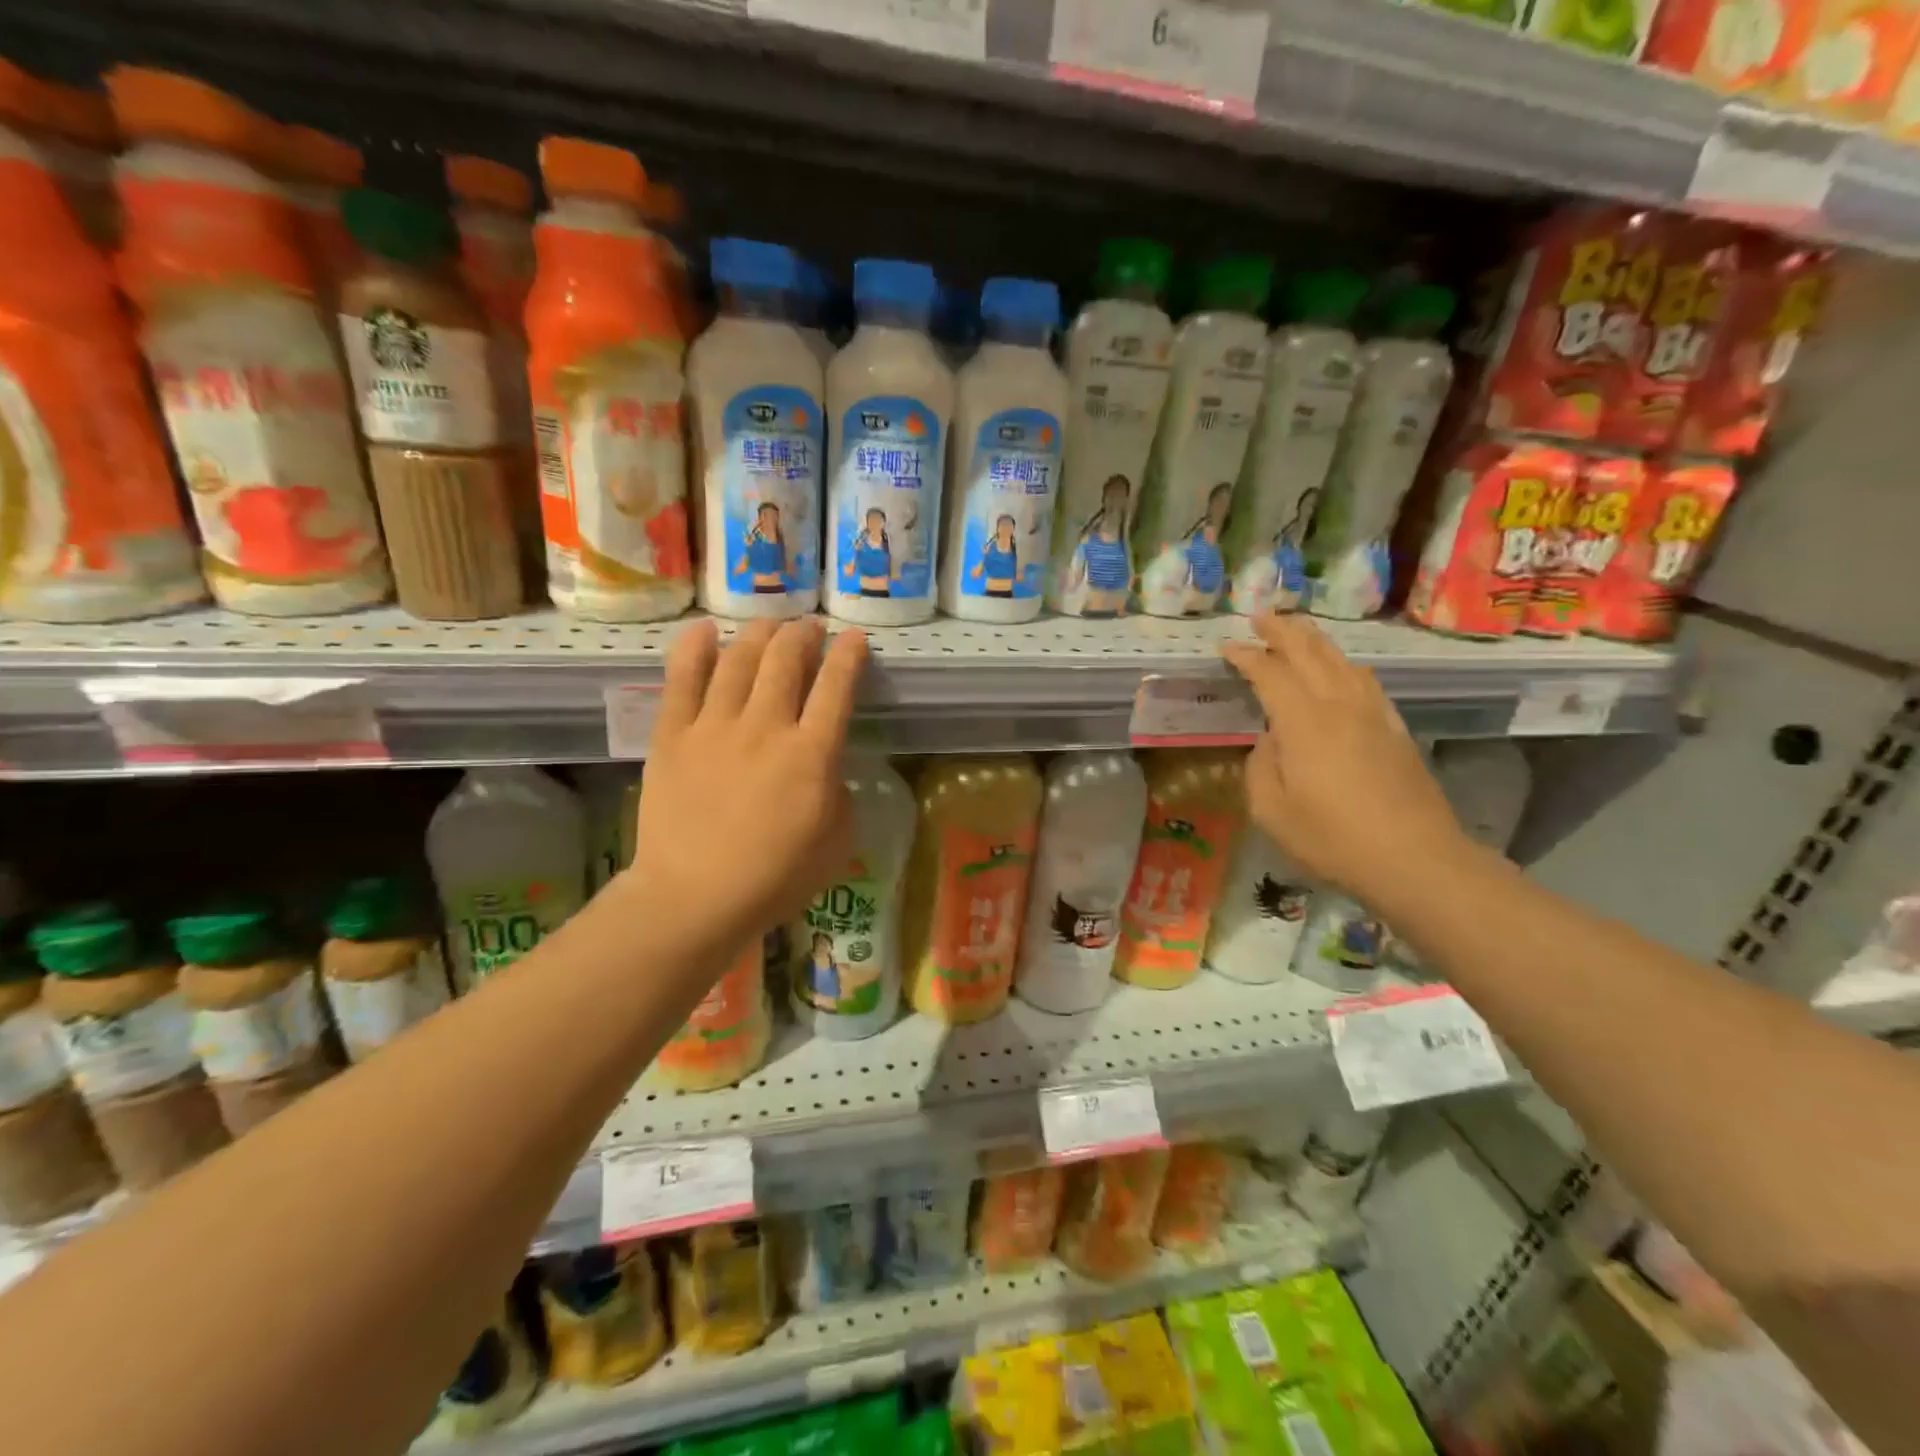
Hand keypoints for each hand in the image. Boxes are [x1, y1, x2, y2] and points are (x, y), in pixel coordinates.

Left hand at [627, 618, 867, 953]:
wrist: (694, 898)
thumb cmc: (775, 878)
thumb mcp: (837, 841)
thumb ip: (839, 792)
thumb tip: (826, 764)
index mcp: (812, 755)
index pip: (837, 687)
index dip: (849, 655)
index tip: (855, 639)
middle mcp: (766, 727)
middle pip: (787, 659)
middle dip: (803, 635)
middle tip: (810, 629)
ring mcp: (715, 727)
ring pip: (739, 659)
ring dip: (760, 633)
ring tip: (771, 625)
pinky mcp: (673, 735)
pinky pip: (682, 679)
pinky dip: (694, 648)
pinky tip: (706, 630)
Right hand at [1222, 615, 1469, 903]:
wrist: (1415, 858)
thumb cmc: (1332, 838)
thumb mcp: (1272, 810)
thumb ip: (1260, 766)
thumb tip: (1270, 739)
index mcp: (1303, 722)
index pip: (1270, 673)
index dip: (1246, 656)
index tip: (1226, 647)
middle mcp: (1339, 705)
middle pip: (1309, 653)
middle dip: (1282, 631)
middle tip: (1261, 617)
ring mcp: (1372, 714)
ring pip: (1341, 660)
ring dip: (1315, 640)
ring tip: (1297, 631)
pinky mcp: (1394, 728)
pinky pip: (1365, 681)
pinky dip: (1344, 664)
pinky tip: (1342, 669)